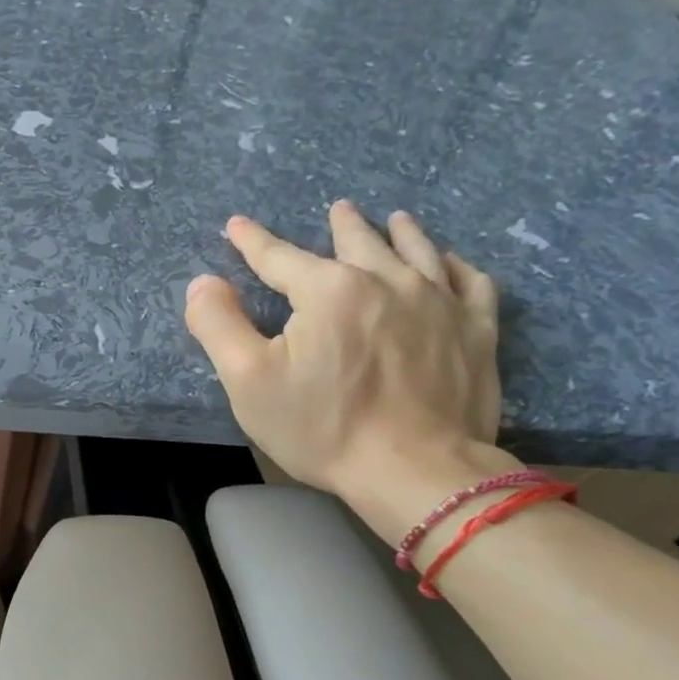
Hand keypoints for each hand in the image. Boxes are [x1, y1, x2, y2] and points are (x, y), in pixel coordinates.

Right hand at [185, 201, 505, 538]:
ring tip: (395, 218)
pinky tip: (449, 264)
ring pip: (418, 251)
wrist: (415, 471)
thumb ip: (218, 324)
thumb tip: (203, 281)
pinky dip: (455, 265)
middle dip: (343, 224)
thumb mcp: (248, 381)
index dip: (253, 241)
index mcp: (329, 290)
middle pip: (359, 242)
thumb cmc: (323, 427)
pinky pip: (469, 282)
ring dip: (401, 232)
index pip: (280, 257)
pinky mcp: (476, 330)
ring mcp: (440, 302)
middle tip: (338, 208)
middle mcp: (387, 281)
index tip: (237, 225)